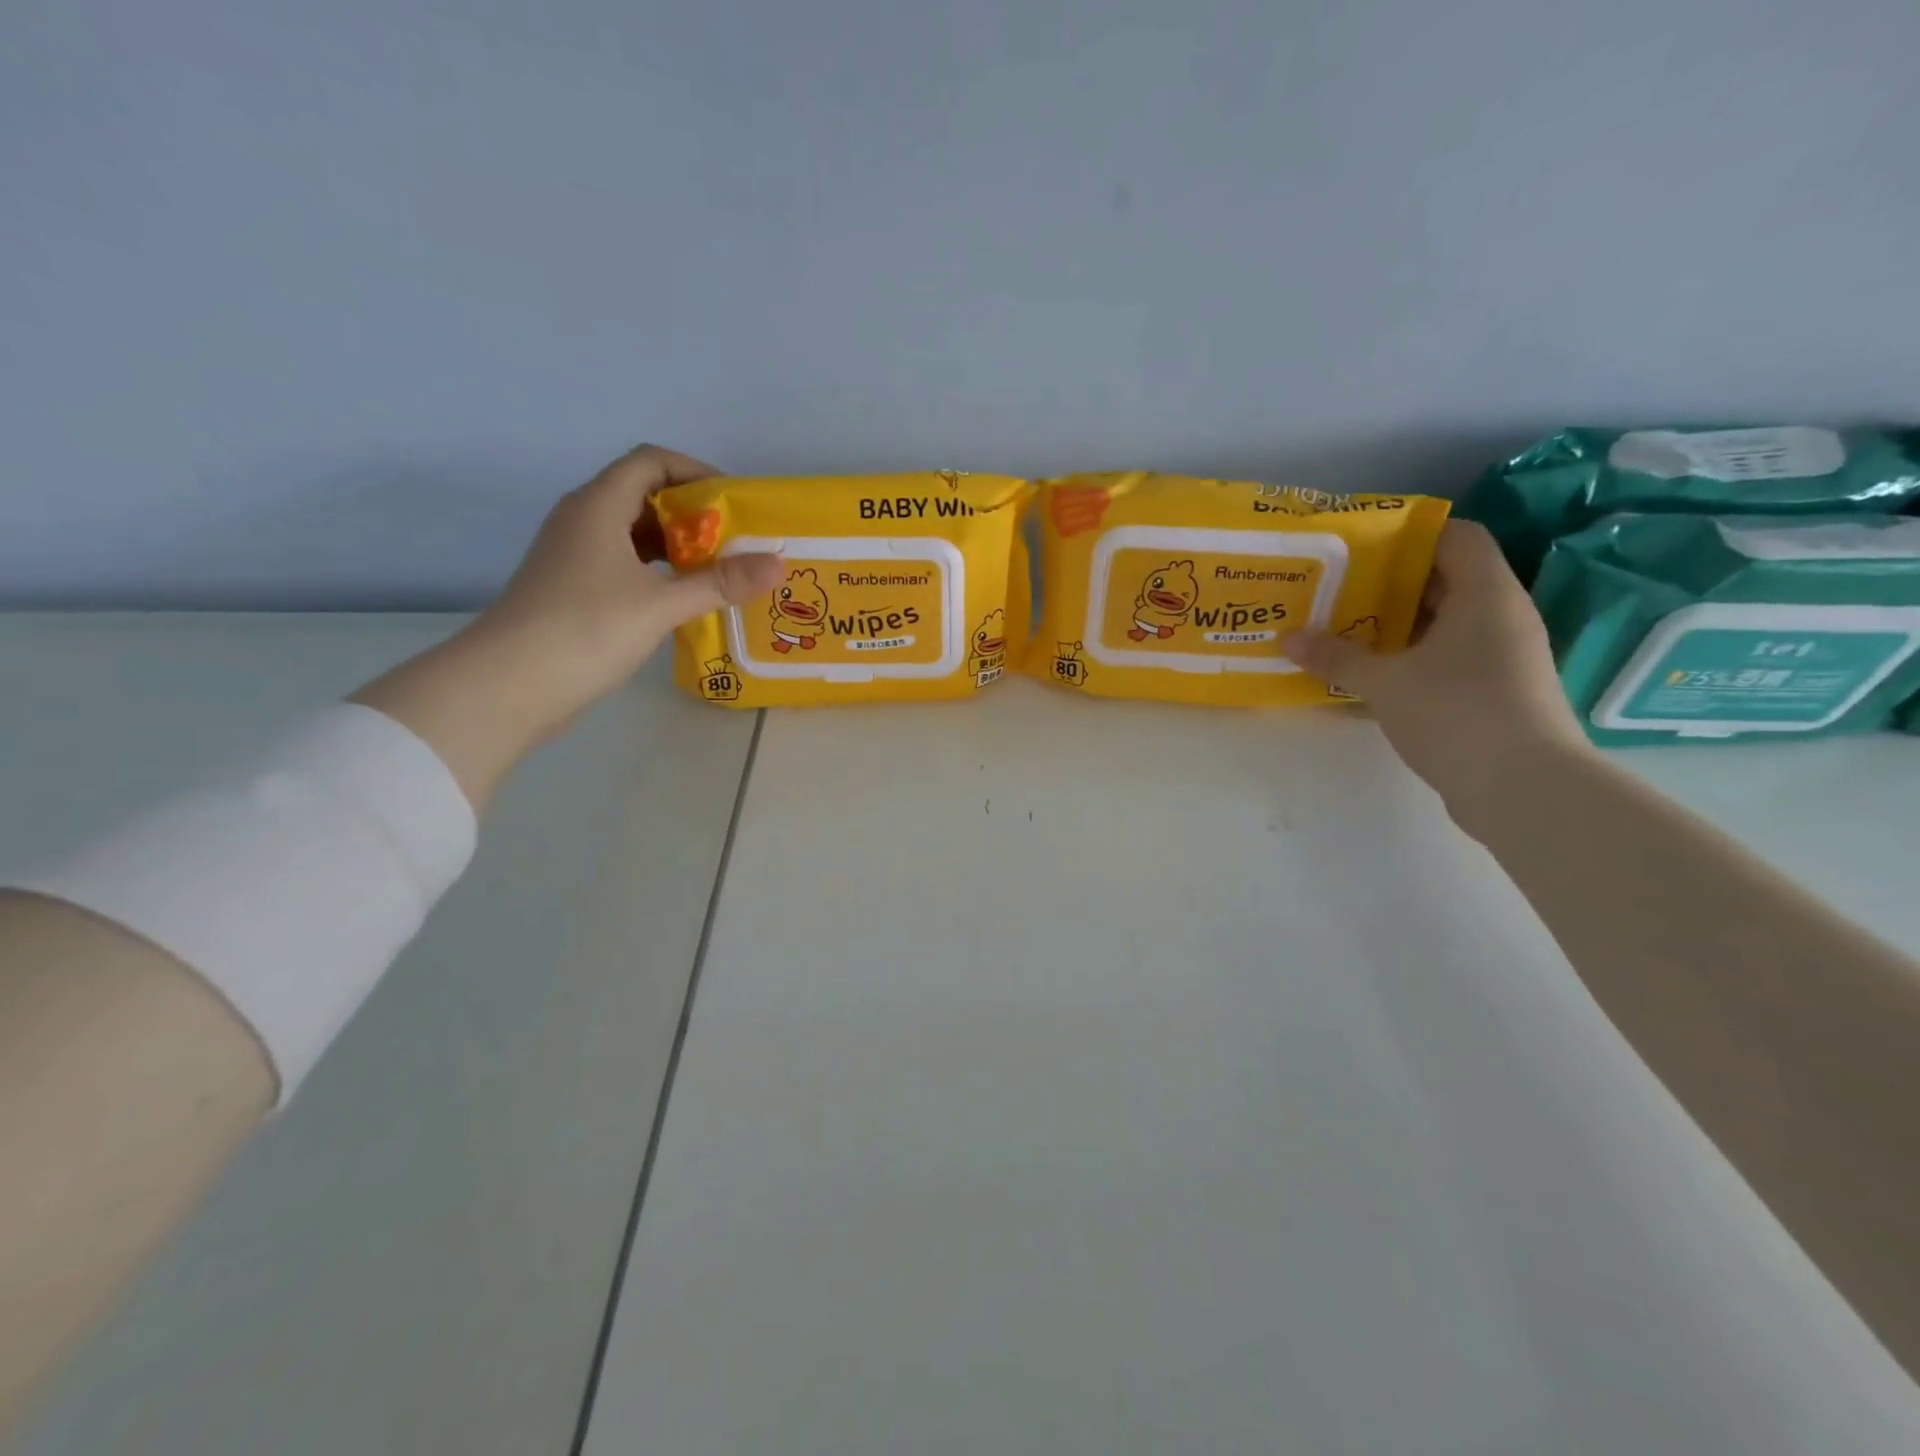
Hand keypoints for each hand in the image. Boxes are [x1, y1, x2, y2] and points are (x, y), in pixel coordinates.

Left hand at [354, 446, 781, 806]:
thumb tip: (778, 564)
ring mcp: (575, 555)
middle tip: (737, 543)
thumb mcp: (662, 604)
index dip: (696, 472)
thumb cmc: (586, 629)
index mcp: (599, 505)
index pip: (651, 461)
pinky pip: (625, 564)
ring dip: (678, 546)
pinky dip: (659, 572)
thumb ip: (721, 583)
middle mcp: (584, 520)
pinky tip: (684, 598)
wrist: (510, 684)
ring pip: (635, 534)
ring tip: (720, 572)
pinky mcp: (574, 588)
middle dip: (694, 514)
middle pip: (645, 495)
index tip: (736, 503)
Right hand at [1286, 520, 1590, 832]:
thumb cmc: (1455, 712)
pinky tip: (1373, 673)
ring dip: (1397, 625)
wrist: (1522, 786)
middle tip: (1338, 589)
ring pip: (1445, 622)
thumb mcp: (1384, 682)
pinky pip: (1449, 656)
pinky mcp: (1497, 690)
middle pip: (1446, 579)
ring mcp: (1503, 655)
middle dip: (1390, 583)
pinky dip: (1413, 657)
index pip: (1457, 536)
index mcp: (1485, 594)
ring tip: (1345, 629)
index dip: (1411, 535)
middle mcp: (1502, 616)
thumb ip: (1336, 657)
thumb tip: (1288, 638)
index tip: (1361, 547)